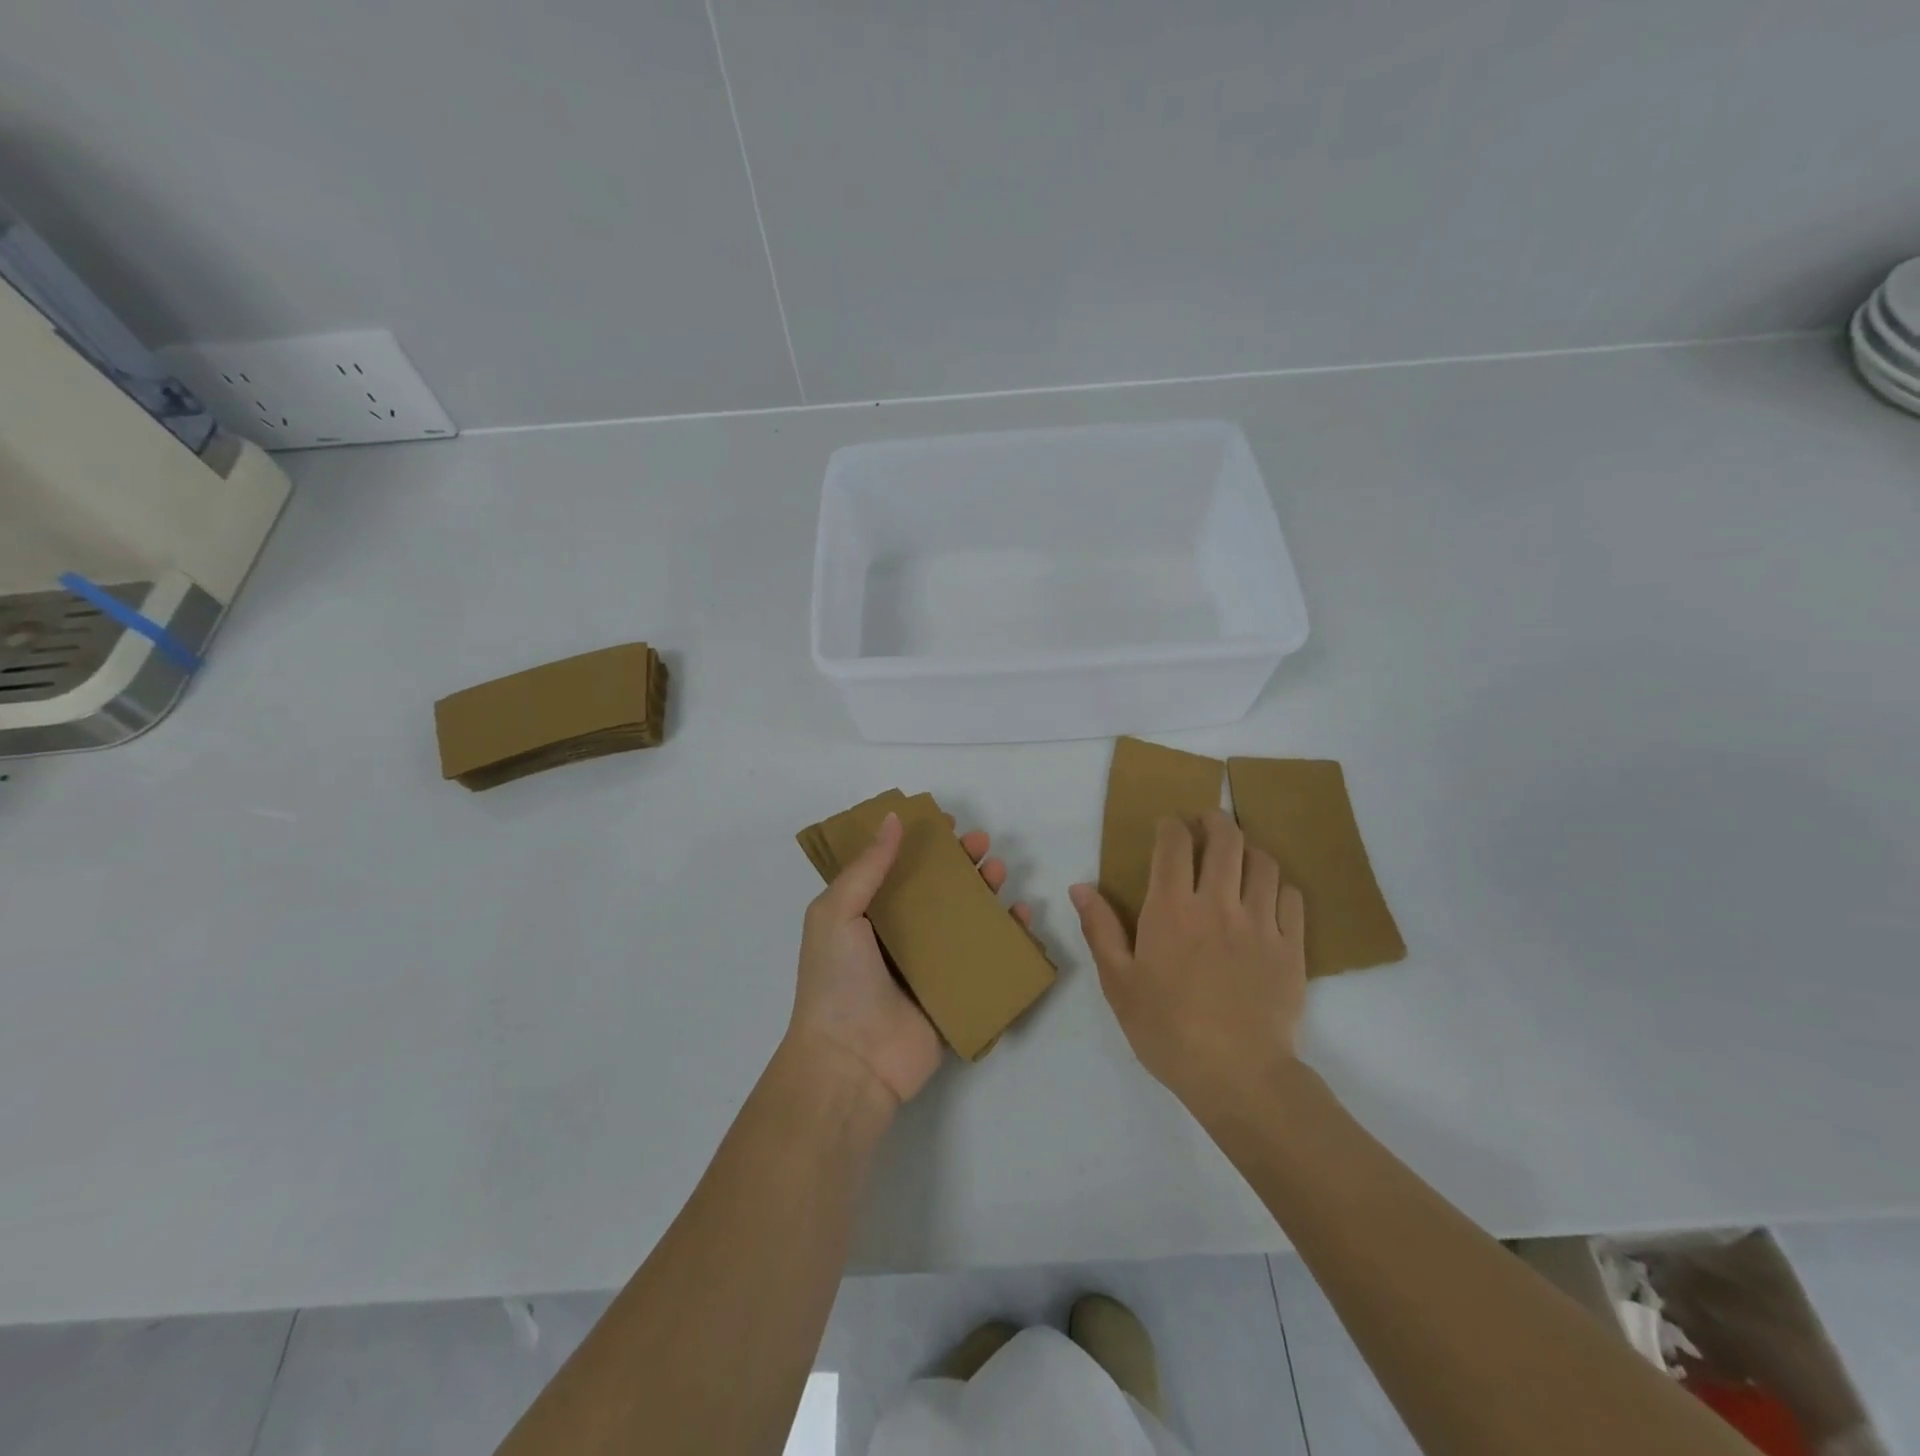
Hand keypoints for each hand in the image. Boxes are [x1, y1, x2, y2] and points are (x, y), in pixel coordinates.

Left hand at [788, 812, 1031, 1111]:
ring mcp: (930, 966)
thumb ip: (867, 867)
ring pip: (965, 919)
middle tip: (981, 843)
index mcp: (868, 916)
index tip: (946, 823)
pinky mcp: (956, 994)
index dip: (922, 844)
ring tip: (998, 870)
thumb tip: (894, 818)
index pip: (899, 869)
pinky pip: (986, 959)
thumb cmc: (837, 981)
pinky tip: (1022, 916)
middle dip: (961, 863)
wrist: (852, 1063)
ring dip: (985, 891)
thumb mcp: (837, 913)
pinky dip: (1008, 936)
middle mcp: (900, 937)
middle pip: (938, 891)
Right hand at [1070, 809, 1305, 1111]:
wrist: (1239, 1076)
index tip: (1166, 827)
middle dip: (1215, 820)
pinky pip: (1291, 897)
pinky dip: (1278, 886)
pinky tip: (1267, 897)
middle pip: (1226, 838)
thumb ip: (1100, 929)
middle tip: (1207, 823)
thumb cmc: (1167, 1030)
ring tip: (1238, 858)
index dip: (1171, 825)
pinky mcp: (1291, 947)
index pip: (1175, 843)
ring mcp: (1260, 923)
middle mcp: (1218, 903)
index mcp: (1171, 908)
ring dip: (1248, 849)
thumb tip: (1081, 886)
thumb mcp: (1119, 983)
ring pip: (1263, 861)